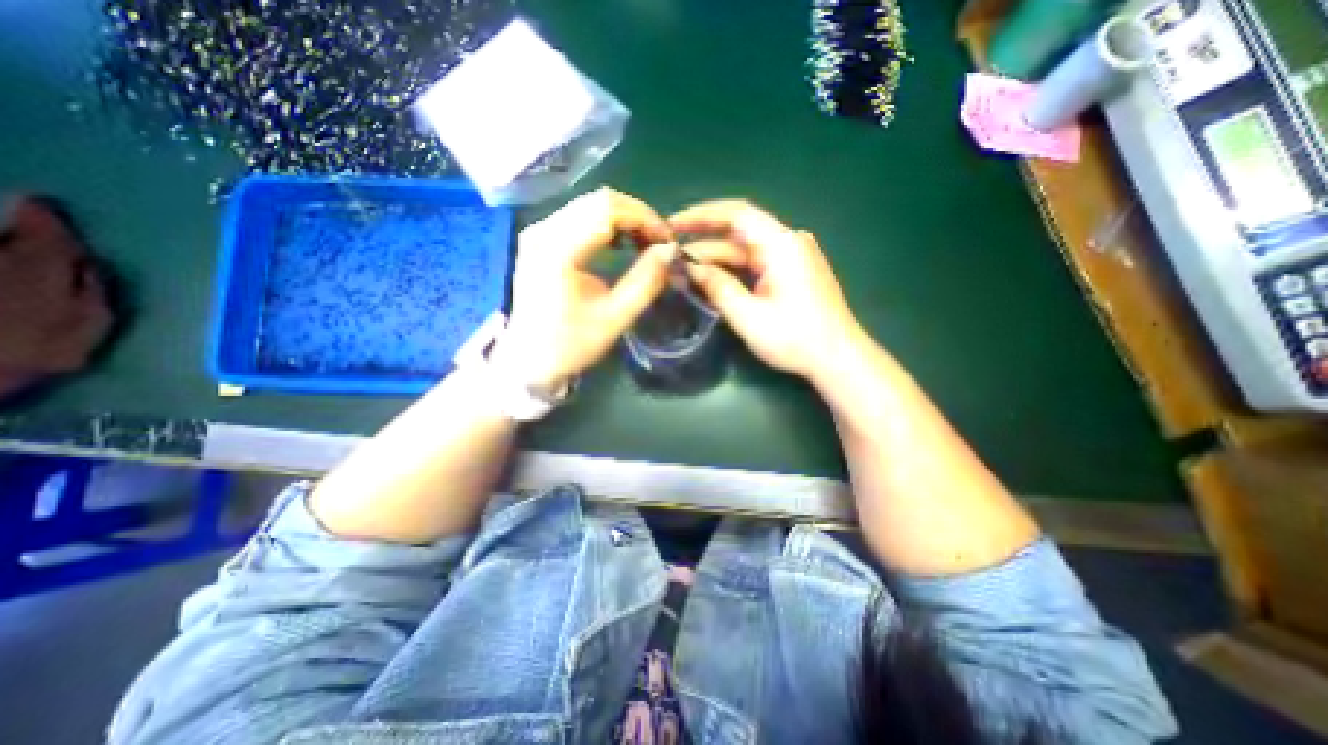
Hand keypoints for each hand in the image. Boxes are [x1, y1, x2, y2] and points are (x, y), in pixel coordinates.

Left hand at [500, 188, 684, 389]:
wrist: (528, 361)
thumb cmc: (570, 345)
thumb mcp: (614, 318)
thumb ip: (645, 281)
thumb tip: (670, 250)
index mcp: (558, 250)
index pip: (609, 210)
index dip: (645, 219)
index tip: (668, 242)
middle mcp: (544, 231)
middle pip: (599, 200)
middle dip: (637, 216)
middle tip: (659, 242)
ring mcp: (539, 233)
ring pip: (590, 205)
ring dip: (624, 218)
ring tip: (645, 243)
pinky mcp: (540, 240)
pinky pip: (579, 217)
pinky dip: (607, 224)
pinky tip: (621, 243)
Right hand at [670, 198, 866, 383]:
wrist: (838, 359)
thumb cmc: (795, 338)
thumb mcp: (748, 315)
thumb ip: (717, 286)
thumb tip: (690, 268)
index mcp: (781, 244)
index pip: (736, 213)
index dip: (700, 215)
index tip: (672, 225)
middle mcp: (789, 242)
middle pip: (739, 232)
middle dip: (704, 242)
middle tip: (671, 254)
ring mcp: (793, 257)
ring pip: (746, 250)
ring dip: (717, 260)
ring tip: (684, 271)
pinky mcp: (793, 273)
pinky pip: (756, 264)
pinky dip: (733, 271)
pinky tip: (711, 280)